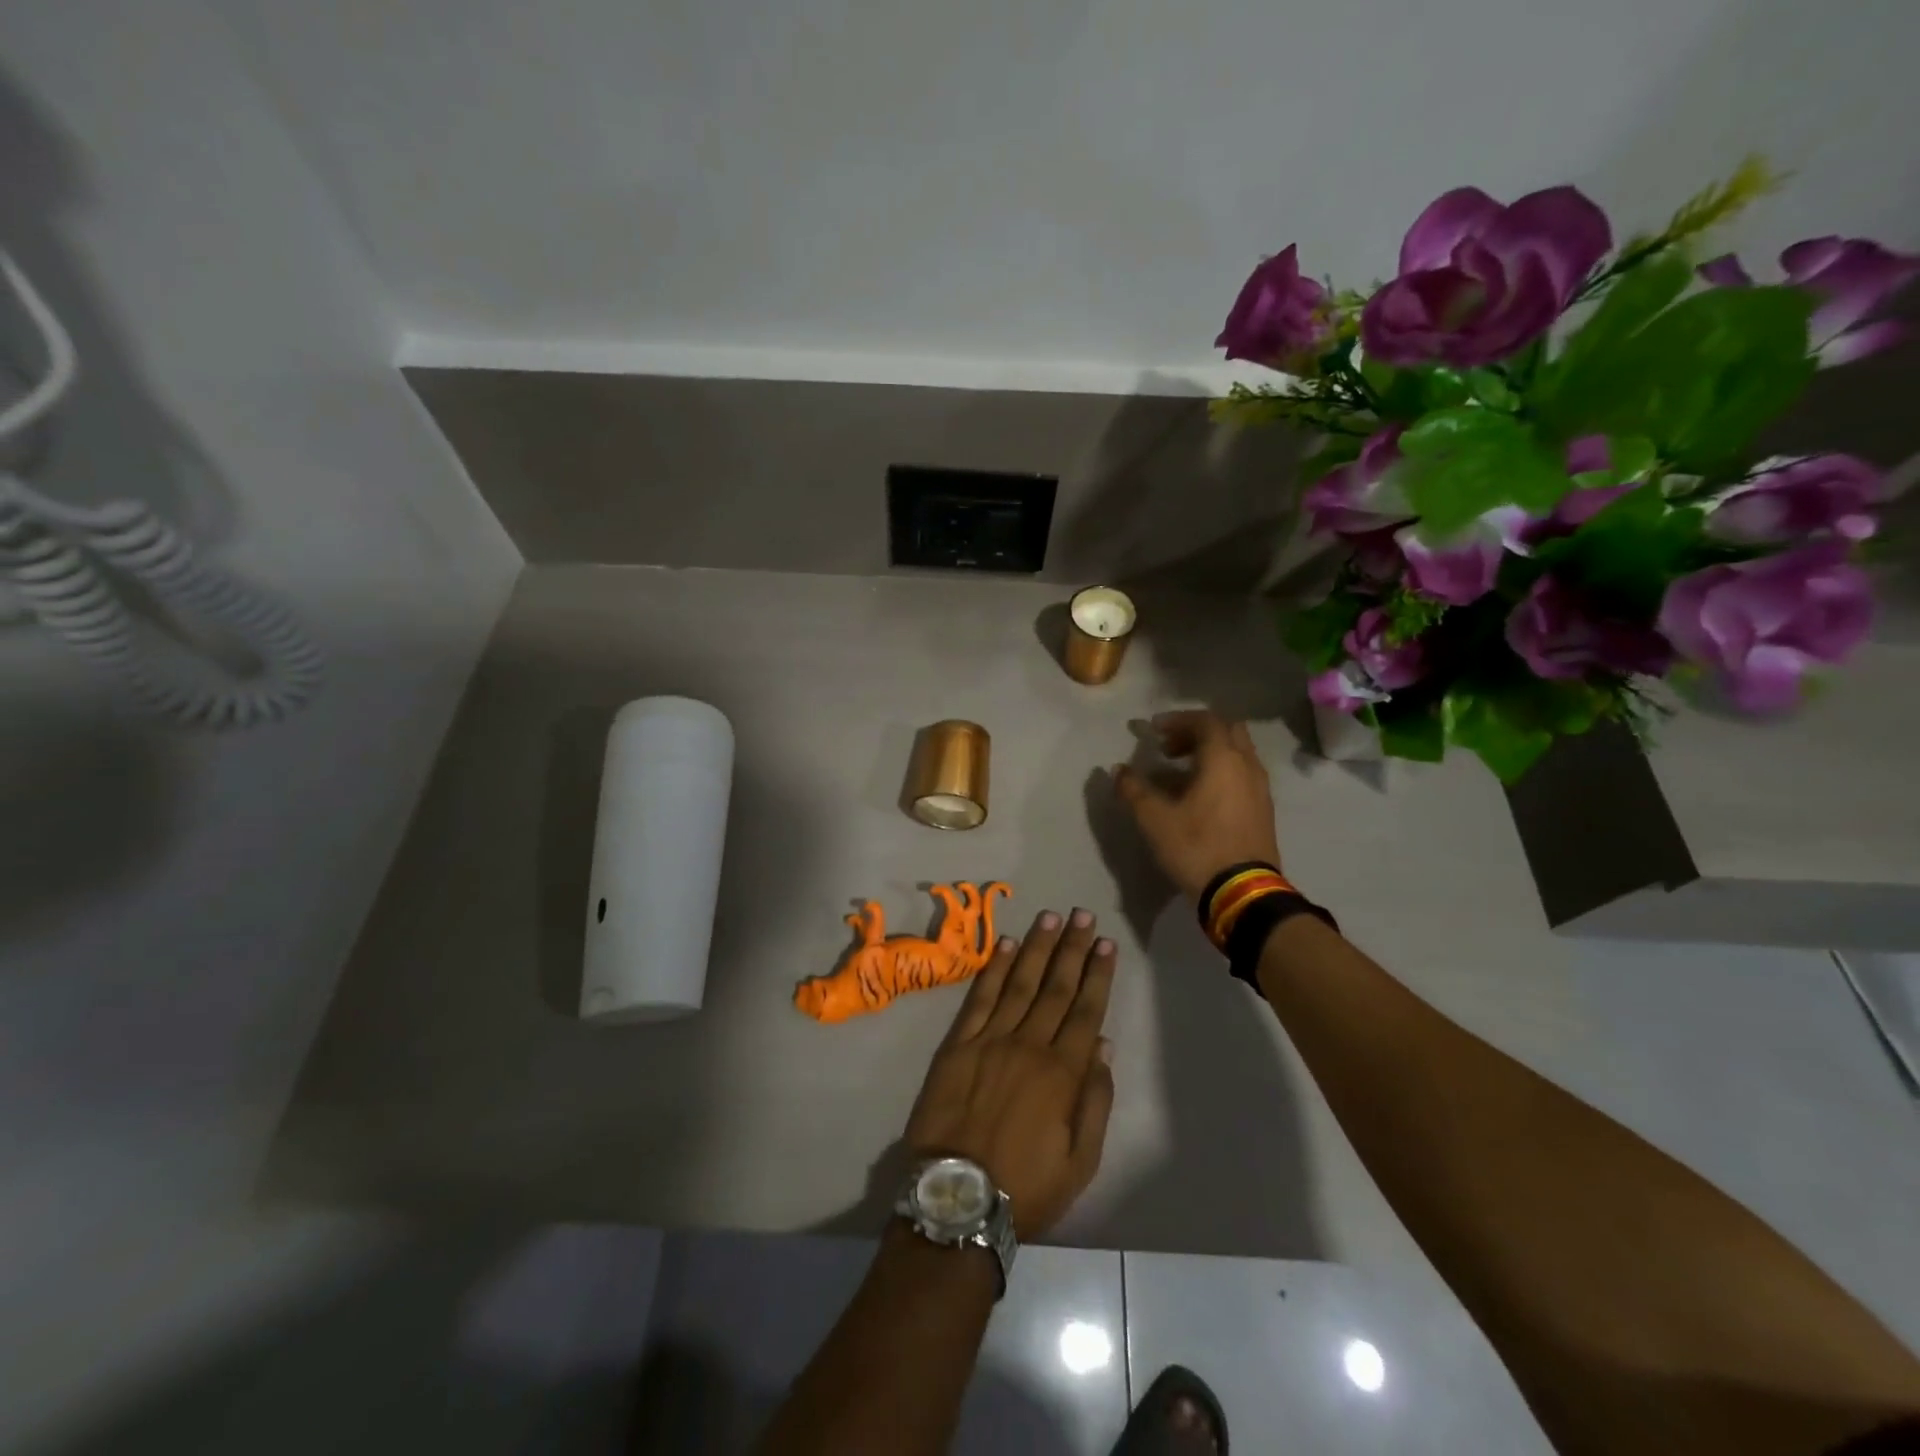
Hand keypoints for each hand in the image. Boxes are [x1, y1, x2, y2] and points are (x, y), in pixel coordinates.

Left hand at [903, 910, 1117, 1239]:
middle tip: (1083, 915)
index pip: (1085, 1010)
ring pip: (1019, 982)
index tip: (1106, 944)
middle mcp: (1028, 1045)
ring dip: (1037, 948)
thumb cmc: (1026, 1187)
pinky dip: (992, 969)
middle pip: (1055, 987)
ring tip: (1051, 917)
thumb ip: (1094, 1100)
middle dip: (1072, 949)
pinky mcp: (958, 1044)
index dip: (1097, 975)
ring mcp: (990, 1040)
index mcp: (1062, 1073)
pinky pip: (979, 998)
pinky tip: (1004, 945)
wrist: (958, 1198)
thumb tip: (1101, 1044)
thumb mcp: (1080, 1161)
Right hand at [1114, 710, 1281, 901]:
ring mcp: (1260, 788)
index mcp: (1223, 759)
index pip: (1205, 721)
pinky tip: (1201, 796)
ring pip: (1237, 753)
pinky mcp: (1263, 809)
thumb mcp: (1154, 819)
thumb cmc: (1197, 847)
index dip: (1177, 720)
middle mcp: (1247, 766)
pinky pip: (1242, 775)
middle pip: (1227, 731)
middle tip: (1169, 748)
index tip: (1153, 730)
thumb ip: (1133, 790)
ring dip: (1210, 753)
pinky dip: (1222, 772)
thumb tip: (1118, 770)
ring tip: (1181, 772)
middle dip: (1196, 733)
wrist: (1242, 891)